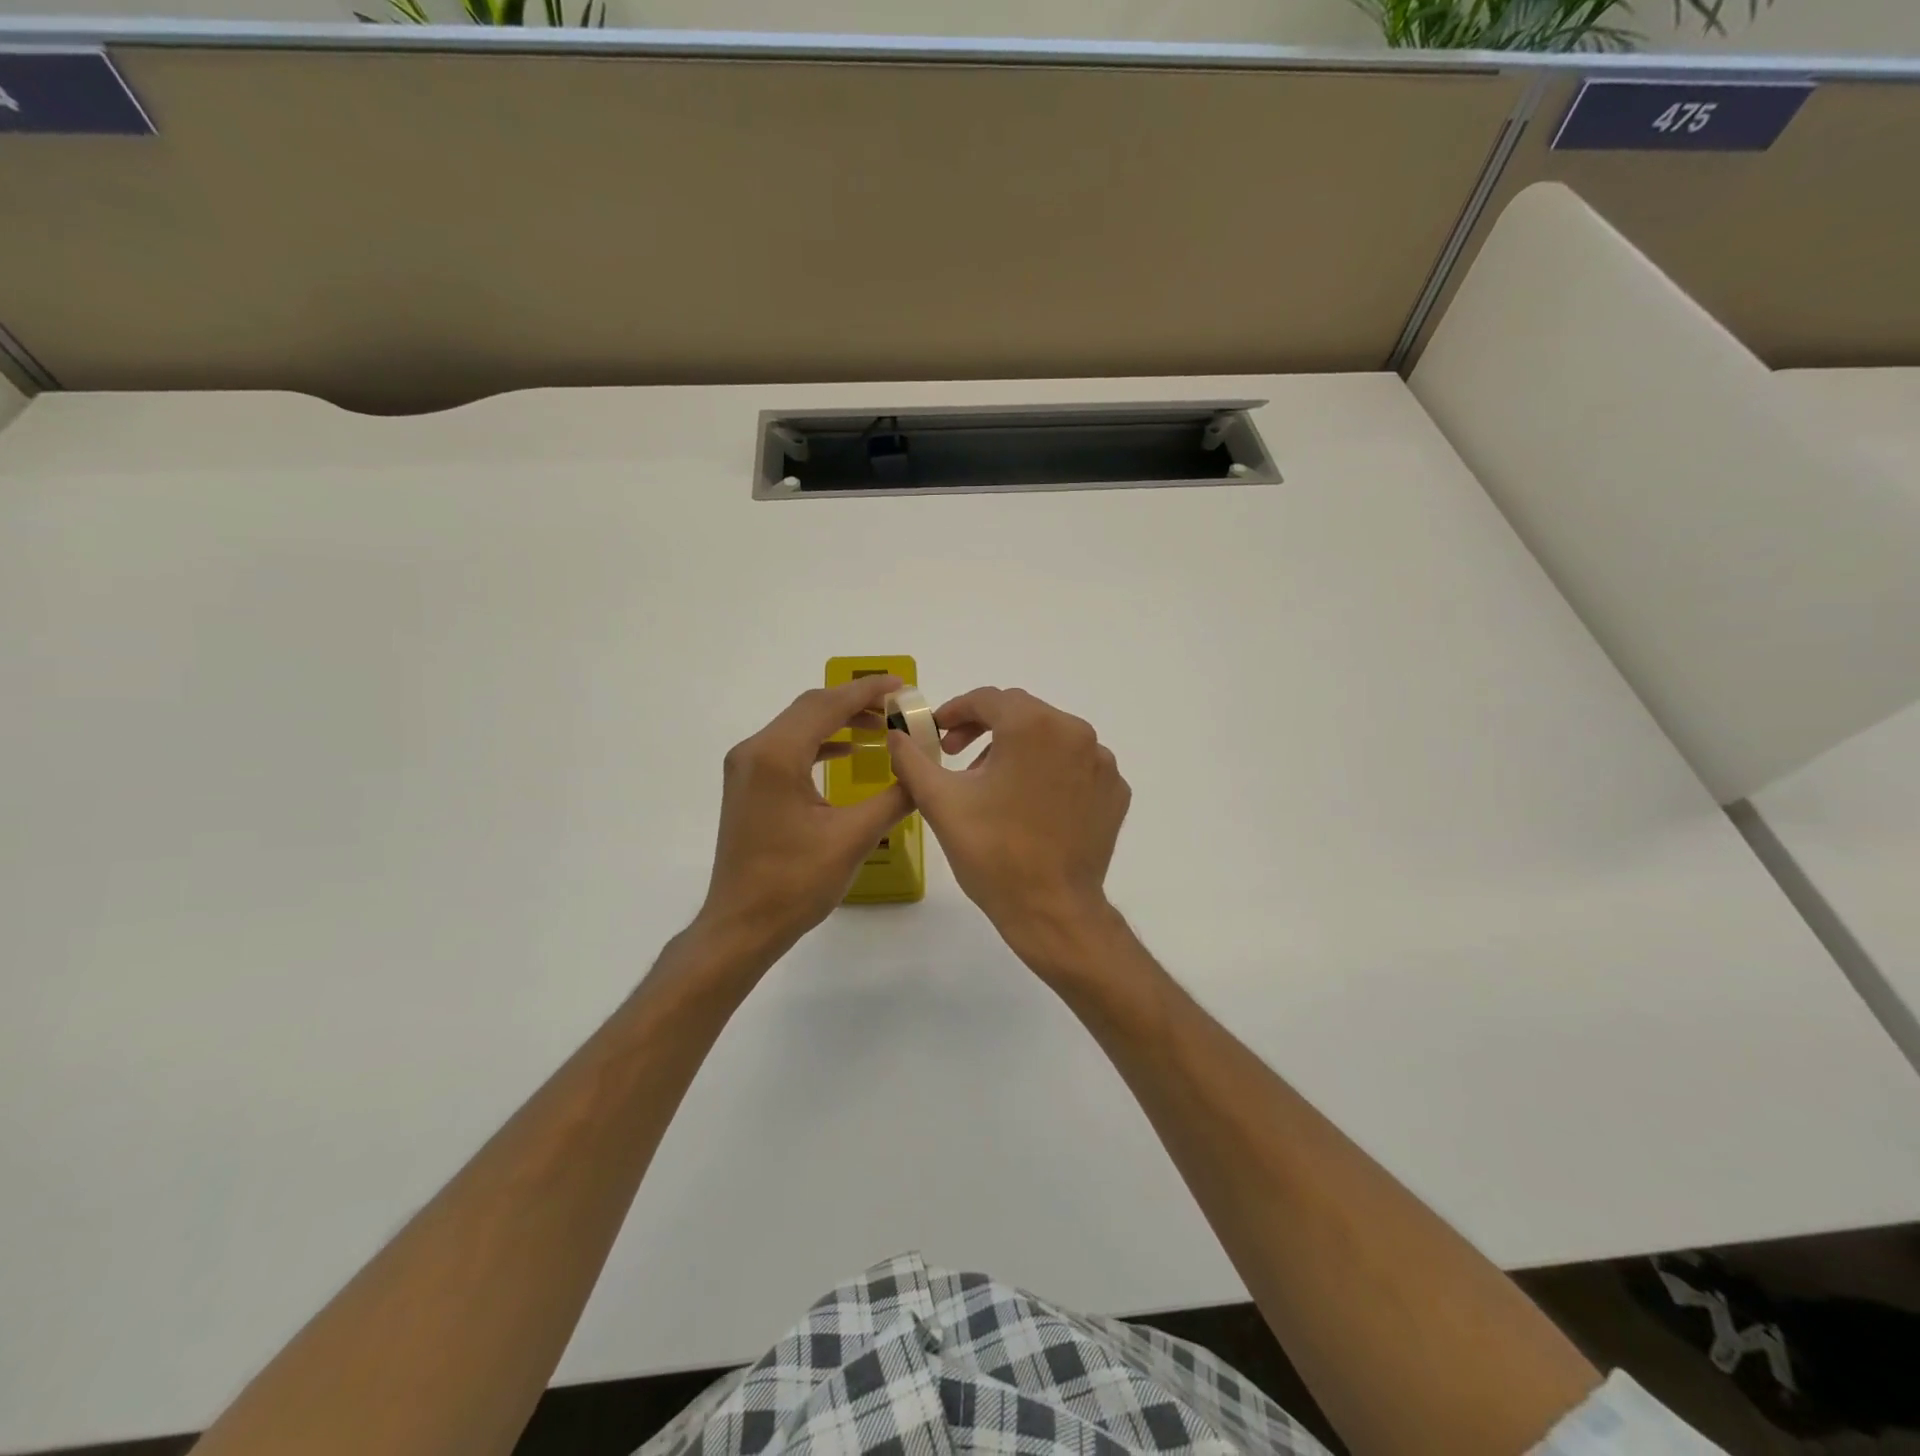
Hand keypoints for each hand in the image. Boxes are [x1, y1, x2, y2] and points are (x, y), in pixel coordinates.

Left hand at [696, 677, 910, 964]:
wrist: (742, 925)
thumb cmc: (795, 883)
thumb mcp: (854, 838)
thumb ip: (895, 797)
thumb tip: (923, 771)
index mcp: (777, 756)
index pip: (827, 705)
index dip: (867, 692)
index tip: (903, 685)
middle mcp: (755, 750)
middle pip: (810, 708)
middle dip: (855, 703)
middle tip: (898, 708)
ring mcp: (746, 767)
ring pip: (798, 726)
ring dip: (839, 722)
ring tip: (881, 728)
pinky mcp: (749, 785)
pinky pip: (788, 748)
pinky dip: (820, 743)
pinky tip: (848, 753)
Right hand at [887, 687, 1130, 972]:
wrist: (1053, 910)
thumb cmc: (993, 852)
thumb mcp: (940, 802)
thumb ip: (912, 759)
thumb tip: (897, 734)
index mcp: (1034, 726)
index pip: (988, 699)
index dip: (956, 711)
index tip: (938, 734)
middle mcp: (1076, 732)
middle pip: (1022, 713)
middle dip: (985, 728)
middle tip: (957, 756)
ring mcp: (1102, 763)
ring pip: (1051, 737)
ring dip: (1018, 749)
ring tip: (993, 784)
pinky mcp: (1115, 791)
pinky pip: (1076, 765)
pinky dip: (1051, 772)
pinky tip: (1031, 803)